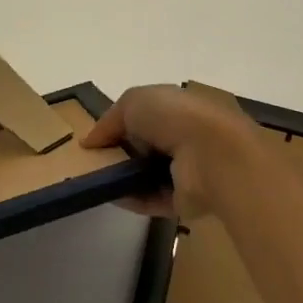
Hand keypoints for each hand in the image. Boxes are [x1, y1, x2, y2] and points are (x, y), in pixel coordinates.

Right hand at [80, 83, 267, 219]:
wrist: (213, 155)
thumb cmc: (175, 117)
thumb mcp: (134, 102)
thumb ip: (109, 120)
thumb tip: (90, 141)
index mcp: (180, 107)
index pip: (148, 115)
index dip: (122, 124)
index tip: (98, 139)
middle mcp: (186, 136)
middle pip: (147, 146)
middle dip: (122, 152)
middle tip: (94, 161)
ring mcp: (189, 169)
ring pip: (149, 174)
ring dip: (125, 177)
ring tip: (96, 181)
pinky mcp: (188, 199)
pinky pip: (154, 199)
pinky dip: (133, 199)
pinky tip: (111, 196)